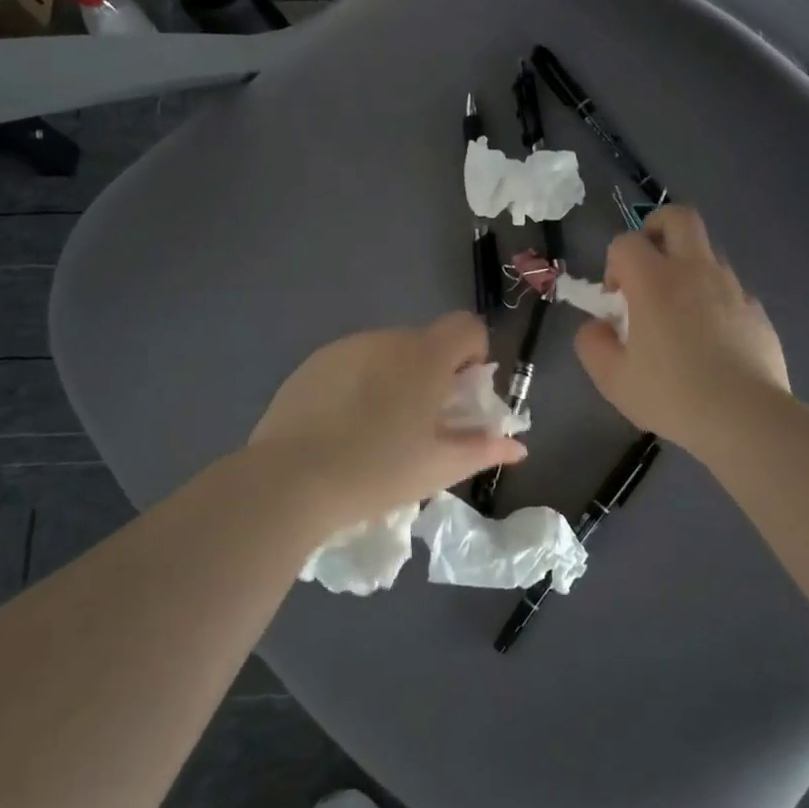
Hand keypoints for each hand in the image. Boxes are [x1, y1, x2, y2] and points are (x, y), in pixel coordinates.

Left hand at [249, 313, 526, 523]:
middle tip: (421, 422)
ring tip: (377, 429)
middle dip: (433, 373)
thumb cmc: (378, 471)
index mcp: (425, 356)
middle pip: (426, 341)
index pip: (467, 326)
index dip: (473, 355)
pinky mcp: (313, 363)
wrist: (290, 480)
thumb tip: (517, 446)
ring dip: (395, 378)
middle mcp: (388, 338)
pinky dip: (359, 384)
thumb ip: (483, 448)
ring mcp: (346, 347)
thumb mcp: (439, 466)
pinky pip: (352, 363)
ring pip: (387, 353)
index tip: (460, 395)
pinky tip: (342, 426)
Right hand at [573, 207, 789, 451]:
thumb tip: (597, 326)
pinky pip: (730, 289)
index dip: (614, 263)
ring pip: (707, 252)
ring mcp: (731, 287)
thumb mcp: (612, 379)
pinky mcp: (756, 309)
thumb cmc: (672, 395)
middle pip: (678, 217)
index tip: (616, 299)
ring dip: (687, 267)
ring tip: (679, 312)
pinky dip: (714, 299)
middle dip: (656, 228)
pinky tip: (711, 340)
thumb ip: (592, 344)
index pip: (626, 242)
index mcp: (654, 280)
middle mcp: (695, 270)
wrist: (746, 418)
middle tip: (648, 264)